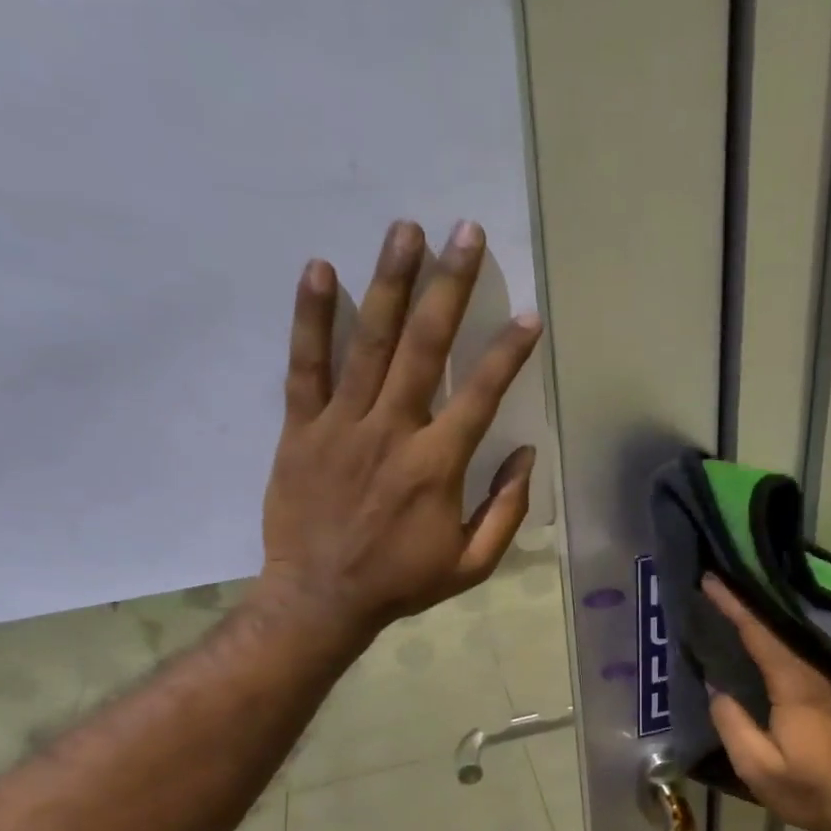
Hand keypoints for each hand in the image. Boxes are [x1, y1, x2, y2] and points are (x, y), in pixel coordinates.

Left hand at [252, 219, 541, 640]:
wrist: (320, 599)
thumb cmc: (402, 582)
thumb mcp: (471, 563)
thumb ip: (506, 509)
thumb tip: (527, 455)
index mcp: (438, 464)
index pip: (481, 394)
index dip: (508, 352)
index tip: (528, 314)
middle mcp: (393, 431)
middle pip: (425, 347)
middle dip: (450, 287)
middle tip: (464, 232)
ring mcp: (342, 425)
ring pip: (369, 342)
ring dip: (390, 283)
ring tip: (406, 230)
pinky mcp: (301, 429)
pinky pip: (305, 366)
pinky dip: (312, 318)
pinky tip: (321, 270)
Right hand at [701, 575, 830, 830]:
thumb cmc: (809, 791)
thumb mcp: (758, 769)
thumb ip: (733, 725)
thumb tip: (717, 688)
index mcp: (797, 686)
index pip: (762, 634)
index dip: (736, 605)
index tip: (711, 580)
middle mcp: (818, 671)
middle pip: (781, 622)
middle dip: (749, 596)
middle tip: (720, 574)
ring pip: (795, 630)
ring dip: (765, 608)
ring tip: (736, 591)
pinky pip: (803, 644)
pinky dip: (780, 627)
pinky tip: (764, 623)